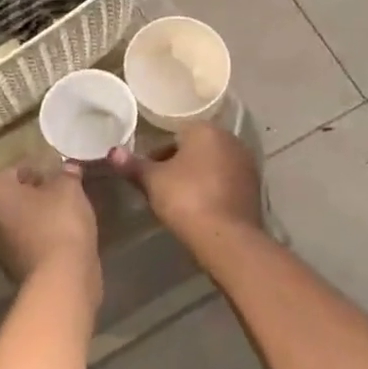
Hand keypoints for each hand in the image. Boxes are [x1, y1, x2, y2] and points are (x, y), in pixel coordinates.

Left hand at [0, 160, 101, 299]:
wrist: (61, 276)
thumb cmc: (59, 222)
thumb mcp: (69, 188)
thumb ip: (67, 174)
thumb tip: (68, 167)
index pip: (16, 170)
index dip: (40, 167)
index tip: (61, 171)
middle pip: (14, 196)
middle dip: (36, 192)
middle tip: (63, 190)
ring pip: (20, 219)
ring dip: (38, 214)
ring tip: (66, 211)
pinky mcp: (10, 265)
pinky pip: (27, 239)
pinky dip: (40, 234)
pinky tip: (62, 232)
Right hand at [108, 122, 262, 244]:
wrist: (227, 238)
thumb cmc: (186, 200)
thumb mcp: (153, 182)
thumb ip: (132, 165)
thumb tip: (112, 152)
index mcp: (205, 130)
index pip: (175, 134)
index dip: (158, 154)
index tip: (149, 173)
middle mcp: (231, 139)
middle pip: (196, 148)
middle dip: (179, 163)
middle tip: (162, 187)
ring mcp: (247, 163)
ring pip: (213, 165)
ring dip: (198, 176)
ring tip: (181, 200)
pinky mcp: (255, 187)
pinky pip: (227, 182)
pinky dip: (214, 190)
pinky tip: (202, 208)